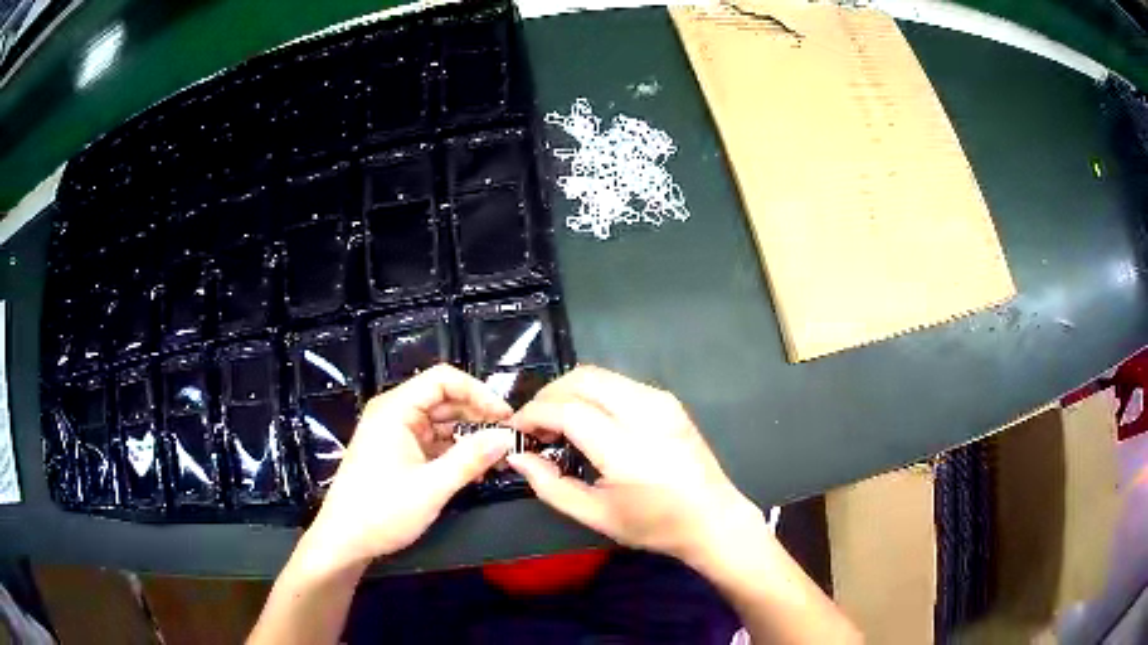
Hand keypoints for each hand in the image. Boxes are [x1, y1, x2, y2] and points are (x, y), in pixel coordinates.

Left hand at [302, 365, 513, 571]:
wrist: (345, 540)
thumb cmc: (382, 511)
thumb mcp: (431, 487)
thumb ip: (470, 459)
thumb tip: (507, 437)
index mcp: (395, 409)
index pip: (443, 379)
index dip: (478, 392)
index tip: (506, 416)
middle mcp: (395, 413)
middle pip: (444, 399)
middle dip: (478, 416)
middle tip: (509, 438)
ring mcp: (396, 433)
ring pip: (441, 422)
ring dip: (469, 435)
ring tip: (499, 456)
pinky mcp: (399, 453)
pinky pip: (434, 442)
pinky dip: (456, 451)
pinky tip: (477, 468)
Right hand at [507, 366, 762, 563]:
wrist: (713, 518)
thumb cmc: (654, 524)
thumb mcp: (596, 516)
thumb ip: (551, 486)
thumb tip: (518, 457)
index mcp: (627, 448)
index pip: (568, 411)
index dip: (534, 414)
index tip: (516, 430)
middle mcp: (645, 413)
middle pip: (582, 379)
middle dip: (548, 395)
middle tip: (534, 424)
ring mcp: (661, 401)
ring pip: (599, 374)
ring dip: (569, 391)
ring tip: (556, 422)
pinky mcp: (668, 400)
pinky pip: (618, 382)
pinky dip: (591, 392)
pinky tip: (587, 419)